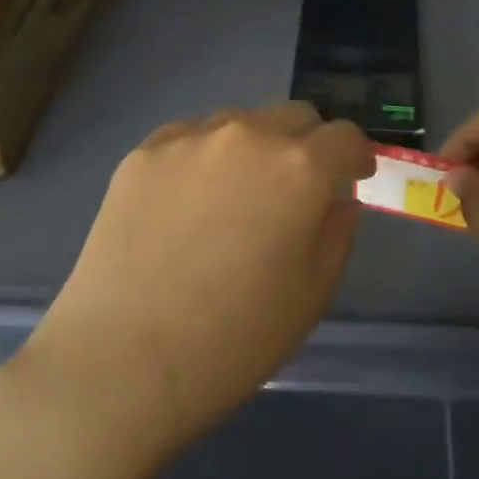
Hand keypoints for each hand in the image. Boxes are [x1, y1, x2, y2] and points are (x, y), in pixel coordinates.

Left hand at [14, 102, 374, 469]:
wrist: (122, 362)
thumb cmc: (235, 339)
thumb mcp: (312, 294)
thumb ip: (337, 233)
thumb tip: (337, 199)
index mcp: (299, 167)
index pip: (345, 136)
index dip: (356, 156)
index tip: (352, 178)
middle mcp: (247, 135)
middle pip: (294, 116)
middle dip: (309, 144)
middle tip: (297, 189)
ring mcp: (189, 139)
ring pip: (240, 123)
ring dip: (255, 147)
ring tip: (236, 196)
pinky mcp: (142, 154)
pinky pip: (190, 138)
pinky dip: (204, 157)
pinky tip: (188, 203)